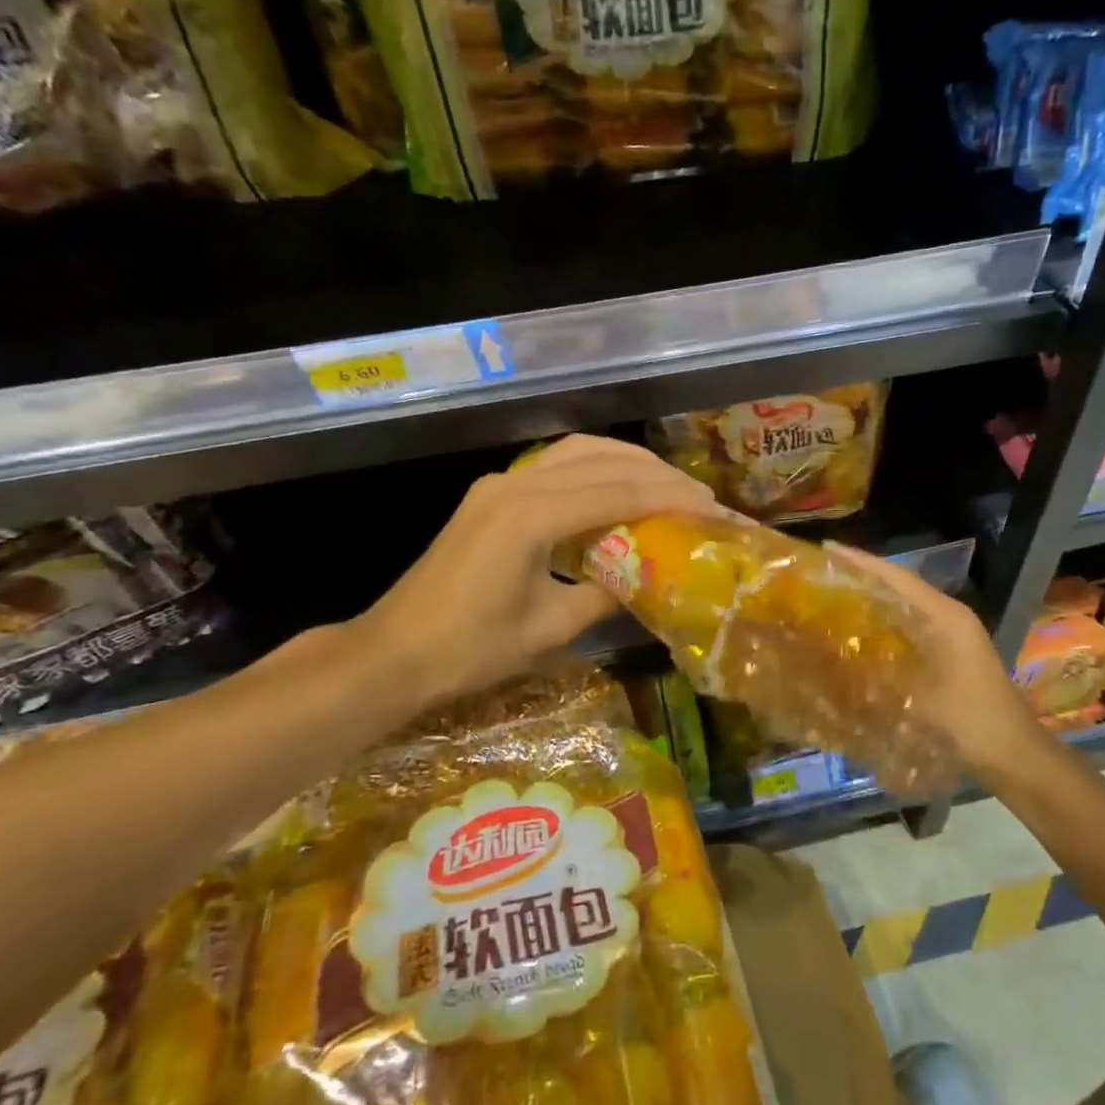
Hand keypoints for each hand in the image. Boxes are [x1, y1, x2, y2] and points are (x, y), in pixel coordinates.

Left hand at [352, 435, 715, 717]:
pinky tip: (617, 488)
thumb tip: (645, 577)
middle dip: (656, 474)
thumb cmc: (470, 650)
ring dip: (627, 462)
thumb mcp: (549, 629)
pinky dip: (596, 469)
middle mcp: (516, 484)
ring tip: (668, 484)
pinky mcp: (491, 494)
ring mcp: (499, 484)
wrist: (393, 653)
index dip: (669, 498)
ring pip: (577, 452)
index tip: (711, 507)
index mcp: (530, 516)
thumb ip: (605, 595)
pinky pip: (555, 466)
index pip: (618, 493)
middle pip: (601, 460)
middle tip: (699, 494)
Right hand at [826, 544, 1060, 789]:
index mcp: (947, 617)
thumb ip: (880, 674)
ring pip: (904, 607)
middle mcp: (950, 618)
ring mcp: (952, 637)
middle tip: (822, 572)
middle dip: (863, 577)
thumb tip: (836, 657)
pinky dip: (884, 626)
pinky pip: (909, 629)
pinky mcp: (949, 656)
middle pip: (901, 587)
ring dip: (872, 601)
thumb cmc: (973, 721)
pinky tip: (859, 635)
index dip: (862, 562)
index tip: (828, 548)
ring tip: (832, 596)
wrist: (1016, 756)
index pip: (898, 578)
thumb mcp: (923, 698)